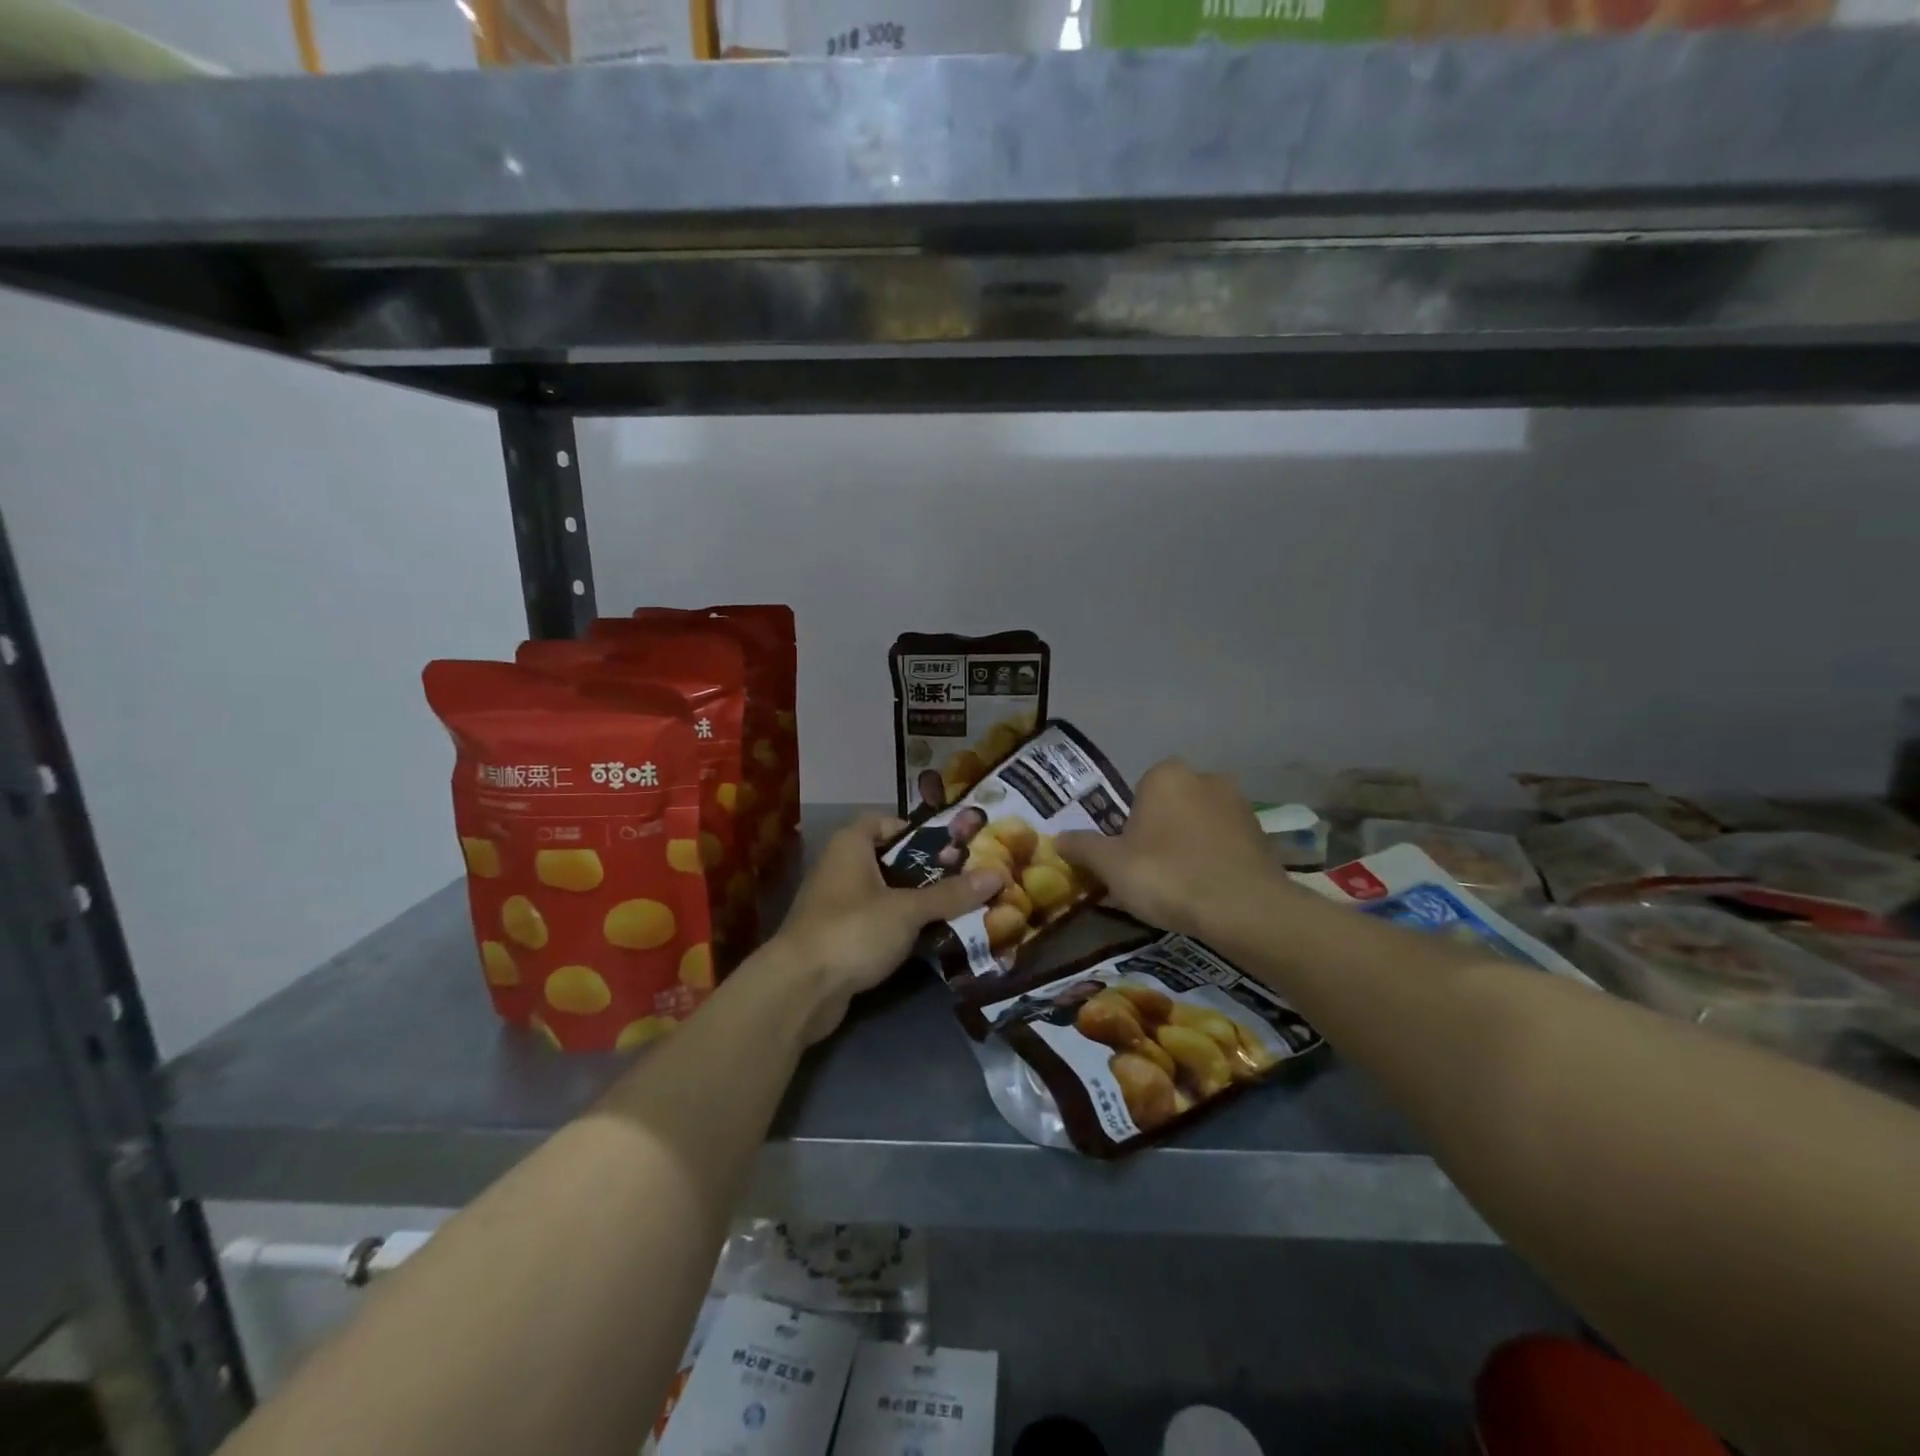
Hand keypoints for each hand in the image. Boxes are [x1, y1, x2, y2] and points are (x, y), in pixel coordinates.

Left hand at [772, 816, 1001, 1042]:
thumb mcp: (908, 909)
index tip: (950, 847)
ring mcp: (836, 906)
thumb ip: (951, 894)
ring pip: (884, 895)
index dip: (916, 831)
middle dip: (926, 871)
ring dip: (915, 903)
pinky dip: (900, 929)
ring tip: (958, 909)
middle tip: (965, 880)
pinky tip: (930, 940)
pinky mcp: (837, 939)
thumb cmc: (853, 930)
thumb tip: (998, 875)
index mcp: (850, 845)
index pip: (885, 822)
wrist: (799, 989)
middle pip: (889, 860)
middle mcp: (839, 868)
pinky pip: (876, 924)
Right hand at [1056, 760, 1279, 937]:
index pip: (1138, 792)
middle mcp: (1205, 778)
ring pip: (1200, 823)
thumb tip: (1057, 839)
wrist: (1243, 909)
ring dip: (1189, 845)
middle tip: (1150, 871)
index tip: (1127, 856)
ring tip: (1180, 886)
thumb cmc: (1167, 875)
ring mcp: (1239, 805)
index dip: (1129, 824)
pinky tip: (1207, 891)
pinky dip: (1215, 860)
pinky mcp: (1262, 835)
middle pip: (1171, 805)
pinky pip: (1225, 843)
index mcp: (1166, 775)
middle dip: (1160, 831)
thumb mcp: (1111, 865)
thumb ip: (1083, 847)